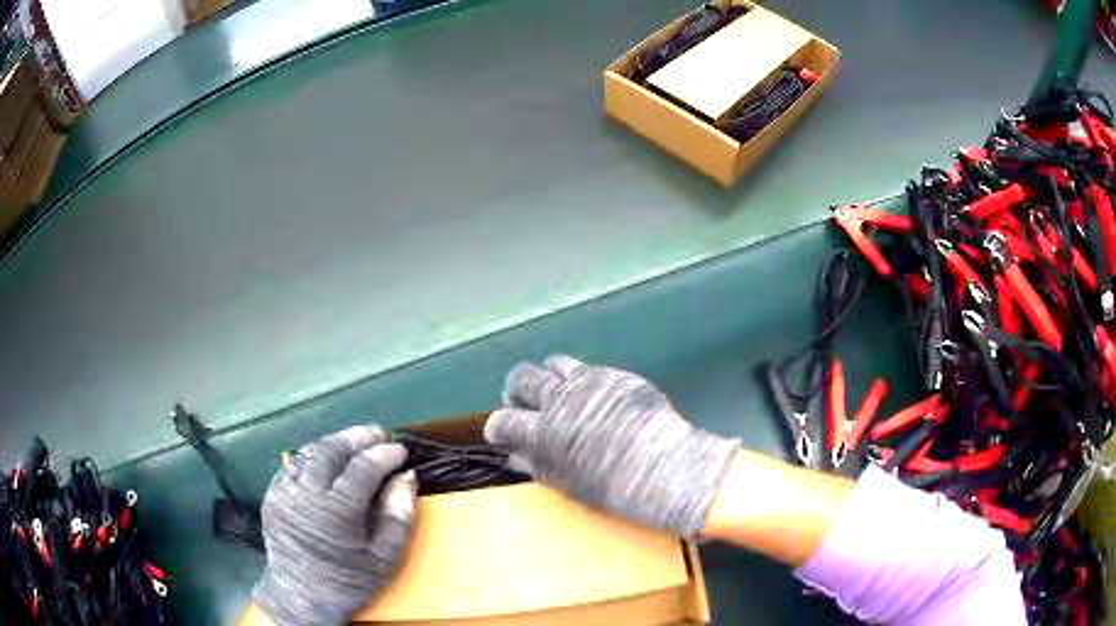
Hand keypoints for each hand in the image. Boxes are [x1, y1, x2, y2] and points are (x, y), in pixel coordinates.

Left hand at [252, 426, 417, 624]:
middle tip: (378, 433)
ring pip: (310, 452)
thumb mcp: (385, 557)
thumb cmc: (349, 581)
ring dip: (335, 442)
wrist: (302, 596)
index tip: (401, 450)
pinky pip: (294, 465)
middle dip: (358, 437)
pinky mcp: (272, 494)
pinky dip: (315, 456)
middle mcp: (305, 494)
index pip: (362, 468)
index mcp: (335, 512)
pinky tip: (329, 459)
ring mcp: (284, 492)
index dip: (384, 455)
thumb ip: (399, 515)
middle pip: (332, 450)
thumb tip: (406, 476)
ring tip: (356, 441)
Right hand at [485, 355, 737, 535]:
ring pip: (551, 365)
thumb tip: (515, 453)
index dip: (497, 427)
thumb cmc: (615, 489)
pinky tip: (591, 396)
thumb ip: (537, 464)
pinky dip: (578, 379)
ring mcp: (587, 383)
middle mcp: (559, 400)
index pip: (503, 421)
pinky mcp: (613, 376)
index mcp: (544, 434)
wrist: (667, 469)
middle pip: (521, 378)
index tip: (501, 433)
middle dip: (516, 391)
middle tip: (526, 406)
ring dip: (548, 379)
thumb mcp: (567, 483)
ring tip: (559, 395)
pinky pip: (583, 368)